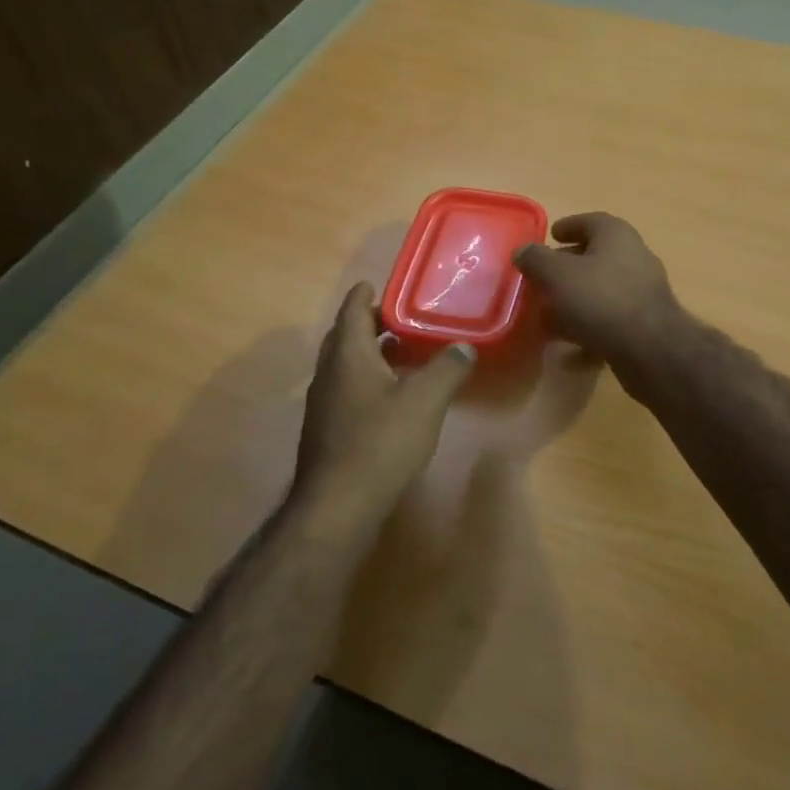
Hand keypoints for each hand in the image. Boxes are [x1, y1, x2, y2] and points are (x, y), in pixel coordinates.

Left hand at [291, 283, 475, 530]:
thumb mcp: (424, 401)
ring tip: (402, 351)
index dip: (365, 295)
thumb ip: (447, 369)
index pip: (352, 311)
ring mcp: (324, 403)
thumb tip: (465, 347)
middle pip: (345, 336)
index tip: (378, 284)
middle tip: (400, 316)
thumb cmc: (380, 443)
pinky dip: (367, 379)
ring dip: (370, 353)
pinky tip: (391, 395)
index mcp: (348, 356)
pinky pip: (347, 389)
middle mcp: (329, 373)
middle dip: (370, 323)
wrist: (337, 505)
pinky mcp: (327, 430)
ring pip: (345, 365)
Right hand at [513, 213, 682, 368]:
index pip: (590, 221)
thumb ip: (536, 260)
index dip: (568, 226)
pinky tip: (567, 346)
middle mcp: (634, 257)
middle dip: (566, 268)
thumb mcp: (557, 275)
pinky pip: (609, 320)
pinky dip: (587, 328)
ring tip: (546, 316)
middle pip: (594, 257)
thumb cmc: (600, 299)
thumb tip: (522, 251)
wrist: (649, 349)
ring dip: (574, 301)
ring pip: (600, 291)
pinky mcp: (644, 323)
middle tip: (541, 279)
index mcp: (616, 235)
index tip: (551, 236)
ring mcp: (642, 292)